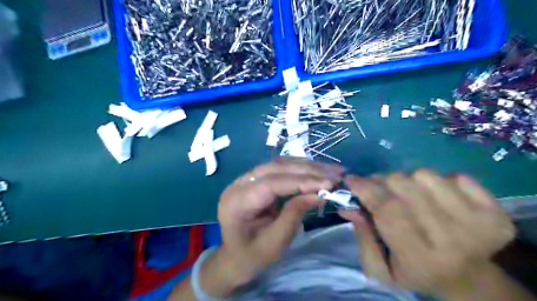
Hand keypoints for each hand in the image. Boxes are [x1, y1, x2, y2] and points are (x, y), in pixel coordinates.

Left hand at [216, 158, 340, 286]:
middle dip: (308, 170)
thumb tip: (319, 194)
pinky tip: (316, 171)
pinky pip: (279, 169)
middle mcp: (239, 183)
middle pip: (276, 168)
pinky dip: (299, 169)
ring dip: (306, 166)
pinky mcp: (256, 179)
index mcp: (237, 201)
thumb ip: (294, 215)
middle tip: (335, 173)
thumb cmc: (251, 256)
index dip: (301, 181)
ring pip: (279, 164)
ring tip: (331, 170)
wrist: (232, 257)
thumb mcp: (274, 243)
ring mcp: (246, 179)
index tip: (329, 184)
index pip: (272, 183)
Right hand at [339, 170, 515, 296]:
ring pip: (424, 175)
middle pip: (403, 185)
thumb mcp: (380, 268)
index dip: (366, 188)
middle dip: (381, 181)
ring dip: (408, 181)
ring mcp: (477, 221)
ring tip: (408, 195)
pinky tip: (437, 199)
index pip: (387, 209)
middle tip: (376, 187)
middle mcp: (451, 238)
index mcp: (420, 257)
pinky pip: (454, 175)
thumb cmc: (416, 273)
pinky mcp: (494, 210)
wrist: (468, 280)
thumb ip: (362, 237)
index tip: (351, 179)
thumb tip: (349, 206)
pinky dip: (438, 182)